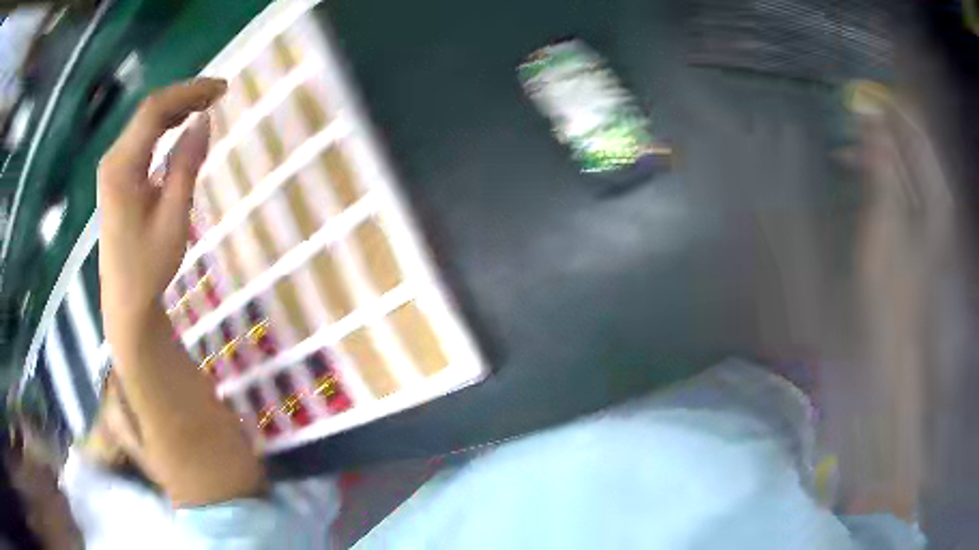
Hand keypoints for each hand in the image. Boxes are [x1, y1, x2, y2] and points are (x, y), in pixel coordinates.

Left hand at [98, 78, 225, 337]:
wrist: (126, 301)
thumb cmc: (149, 266)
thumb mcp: (173, 218)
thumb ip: (187, 165)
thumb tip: (205, 120)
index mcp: (122, 167)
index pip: (154, 110)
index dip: (189, 92)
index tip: (221, 89)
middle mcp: (113, 159)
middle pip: (148, 112)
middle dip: (184, 97)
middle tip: (219, 95)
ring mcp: (112, 168)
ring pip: (144, 123)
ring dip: (175, 109)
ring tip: (206, 105)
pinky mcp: (116, 177)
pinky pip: (141, 139)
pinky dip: (164, 127)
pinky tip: (180, 126)